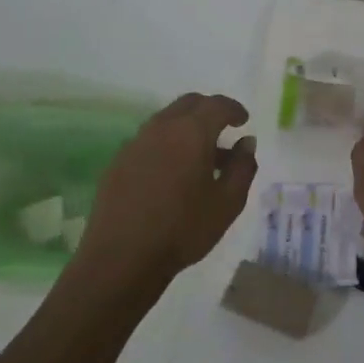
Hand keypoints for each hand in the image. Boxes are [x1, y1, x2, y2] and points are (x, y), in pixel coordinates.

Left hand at [78, 93, 256, 289]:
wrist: (122, 258)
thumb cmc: (184, 229)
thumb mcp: (228, 202)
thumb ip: (243, 166)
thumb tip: (246, 142)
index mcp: (191, 133)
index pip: (217, 105)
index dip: (234, 109)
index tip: (243, 121)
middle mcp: (161, 129)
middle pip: (188, 104)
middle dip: (209, 110)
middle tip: (223, 129)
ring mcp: (135, 144)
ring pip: (166, 120)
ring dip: (187, 128)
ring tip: (200, 156)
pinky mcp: (118, 162)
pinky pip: (149, 140)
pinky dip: (167, 144)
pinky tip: (172, 173)